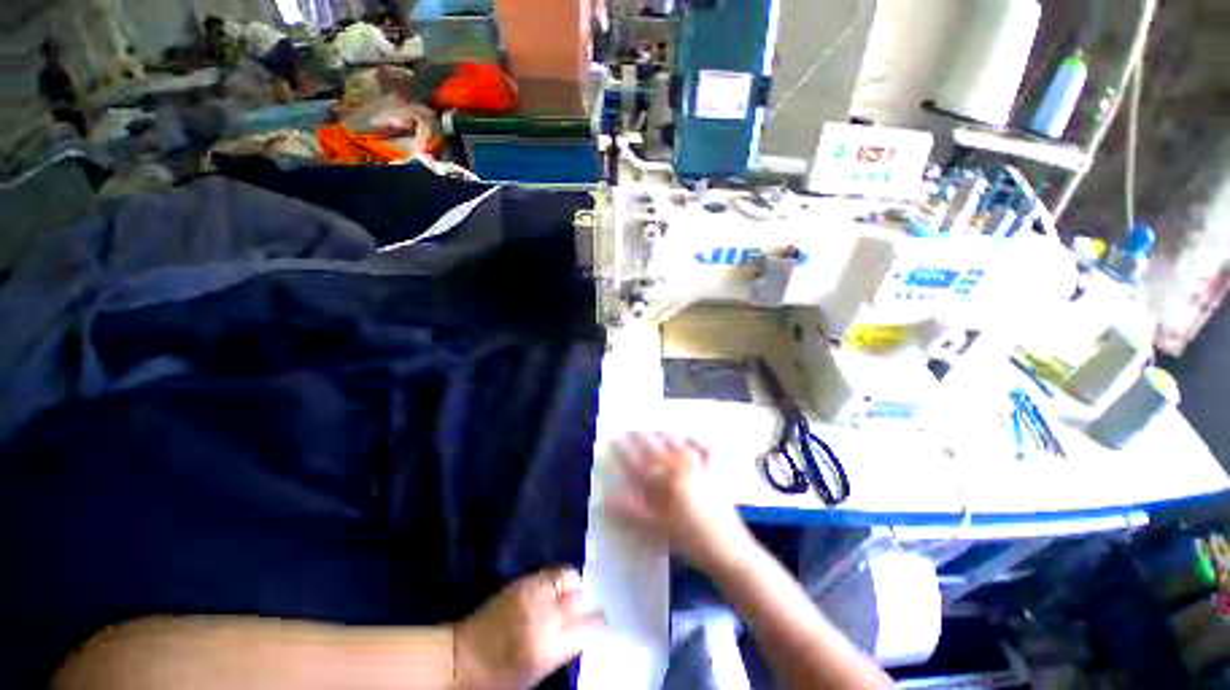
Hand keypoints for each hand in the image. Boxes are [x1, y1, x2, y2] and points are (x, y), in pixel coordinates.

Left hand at [454, 568, 604, 689]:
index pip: (591, 625)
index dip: (600, 625)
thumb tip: (583, 630)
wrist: (462, 658)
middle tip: (584, 611)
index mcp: (551, 645)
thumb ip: (564, 648)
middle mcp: (546, 614)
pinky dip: (557, 578)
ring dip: (574, 585)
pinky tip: (554, 588)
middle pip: (582, 597)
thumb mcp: (538, 672)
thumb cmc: (500, 678)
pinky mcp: (522, 581)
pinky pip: (550, 571)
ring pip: (569, 575)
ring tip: (570, 595)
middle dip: (587, 604)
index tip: (601, 626)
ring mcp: (533, 593)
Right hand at [607, 432, 753, 573]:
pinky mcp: (715, 473)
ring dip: (665, 434)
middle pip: (657, 449)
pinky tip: (691, 436)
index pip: (638, 463)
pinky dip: (698, 441)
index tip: (613, 438)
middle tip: (632, 427)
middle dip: (642, 437)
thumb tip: (607, 499)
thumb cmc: (690, 541)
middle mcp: (680, 469)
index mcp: (665, 483)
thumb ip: (631, 512)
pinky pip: (706, 450)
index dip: (624, 451)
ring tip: (656, 427)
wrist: (728, 550)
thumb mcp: (657, 529)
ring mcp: (699, 468)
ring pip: (678, 445)